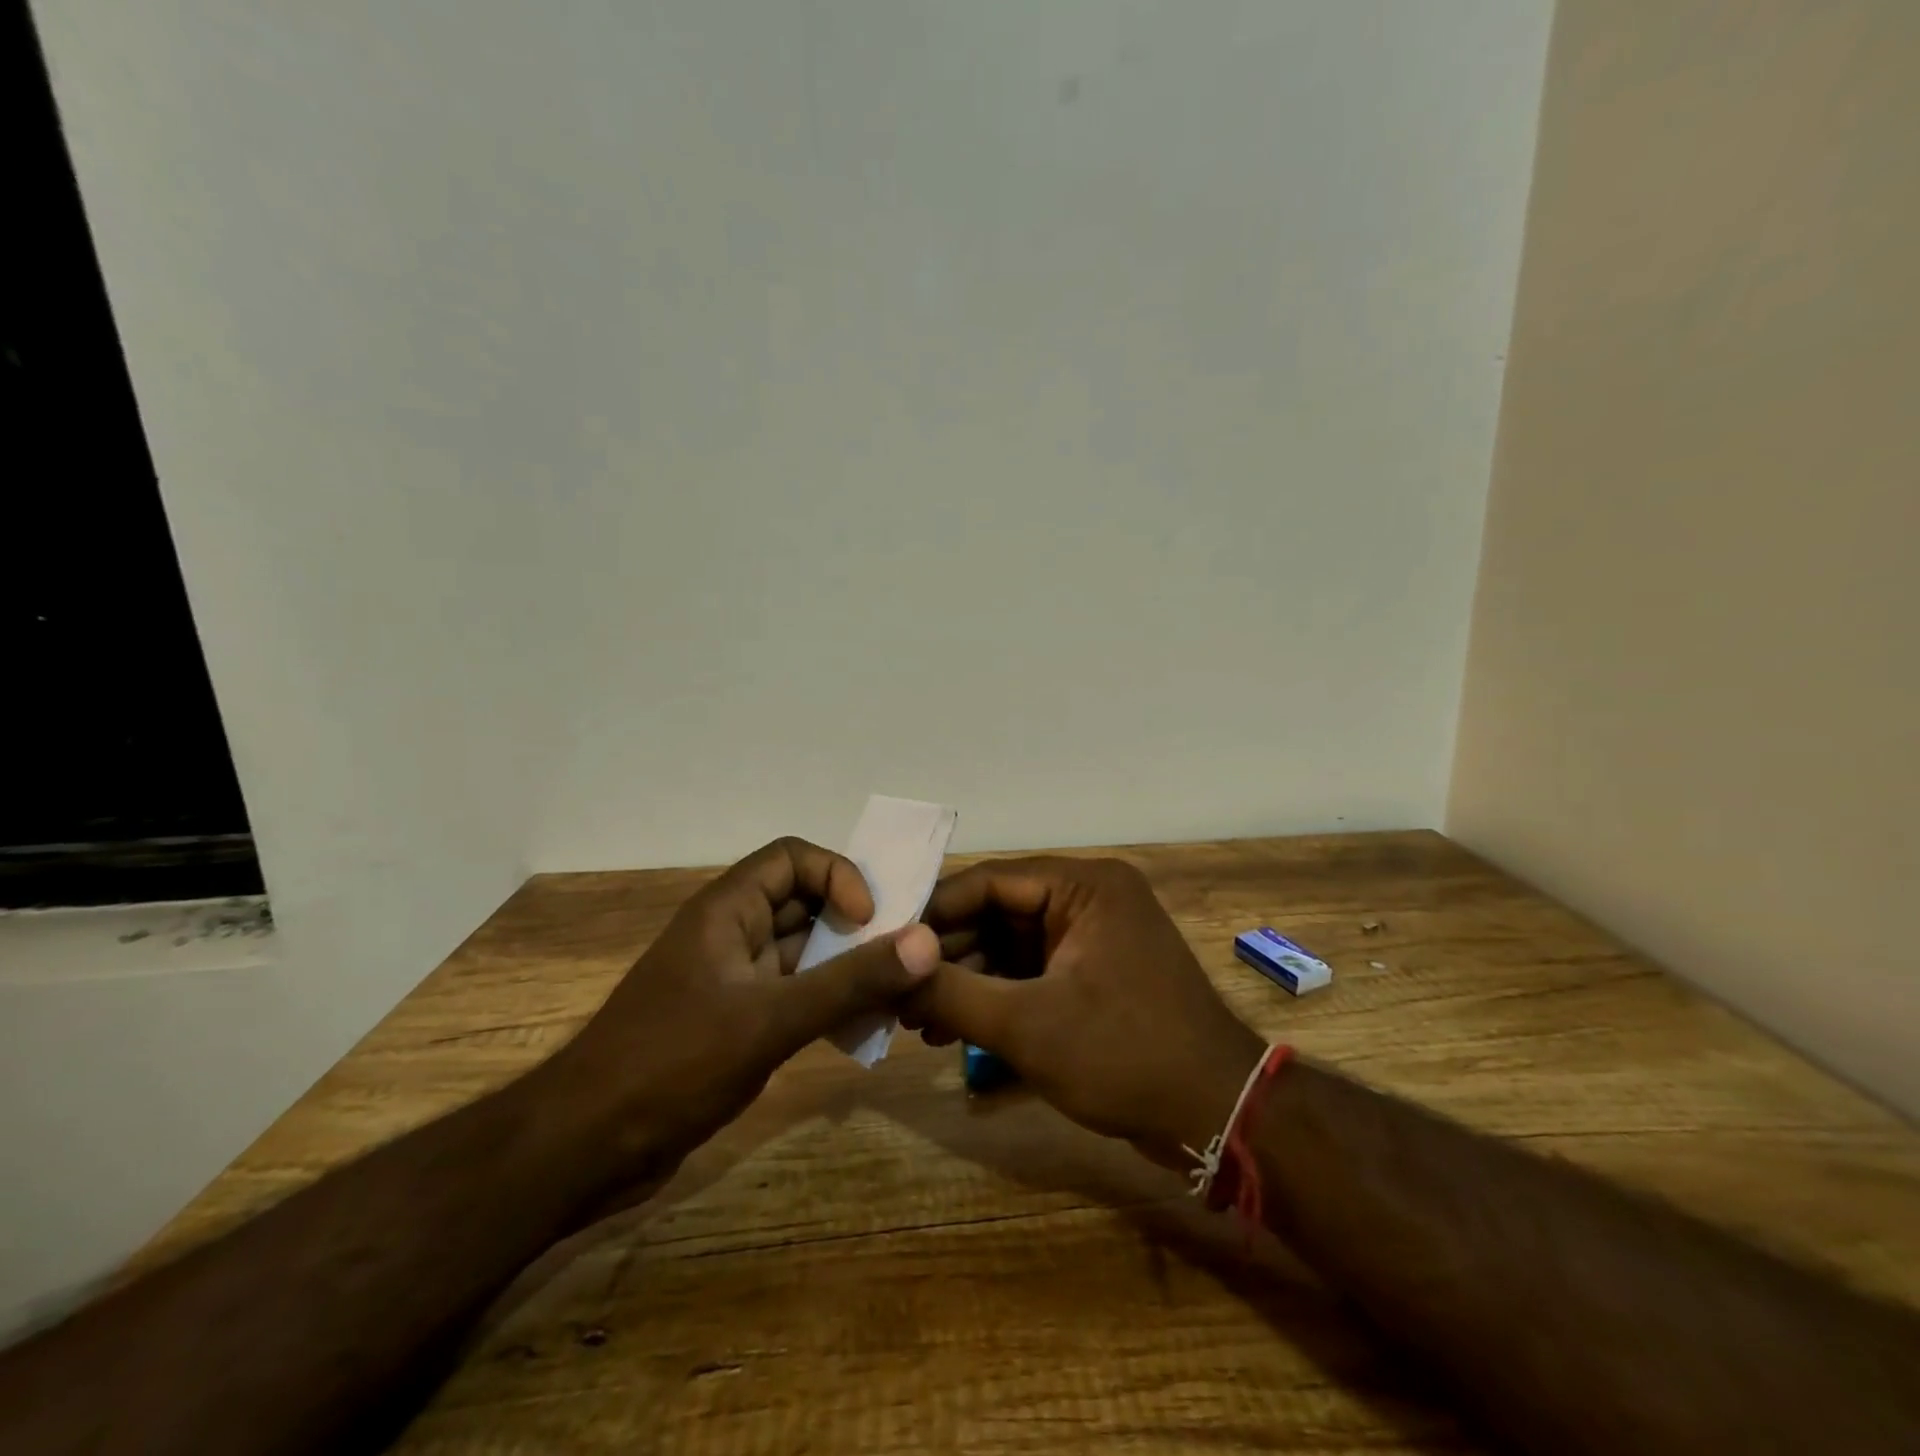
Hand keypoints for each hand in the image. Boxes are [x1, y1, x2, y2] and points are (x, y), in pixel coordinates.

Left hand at [544, 837, 938, 1191]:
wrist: (585, 1149)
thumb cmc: (673, 1064)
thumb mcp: (768, 1020)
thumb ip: (850, 981)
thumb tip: (927, 941)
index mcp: (726, 910)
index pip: (792, 858)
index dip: (837, 875)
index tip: (868, 920)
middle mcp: (731, 935)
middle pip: (804, 904)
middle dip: (855, 924)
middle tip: (901, 956)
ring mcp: (732, 981)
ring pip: (804, 953)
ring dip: (848, 968)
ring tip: (894, 995)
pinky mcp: (735, 1023)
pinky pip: (795, 996)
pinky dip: (828, 1004)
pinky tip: (860, 1031)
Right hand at [901, 857, 1264, 1167]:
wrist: (1216, 1117)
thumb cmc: (1124, 1056)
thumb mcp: (1027, 1025)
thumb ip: (952, 991)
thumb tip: (889, 967)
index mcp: (1084, 886)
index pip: (989, 881)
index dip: (933, 912)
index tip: (884, 944)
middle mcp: (1089, 898)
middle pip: (997, 913)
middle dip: (946, 955)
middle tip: (896, 992)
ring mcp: (1093, 937)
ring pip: (1010, 946)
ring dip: (966, 980)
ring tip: (915, 1020)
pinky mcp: (1093, 973)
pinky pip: (1031, 971)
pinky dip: (995, 997)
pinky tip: (951, 1028)